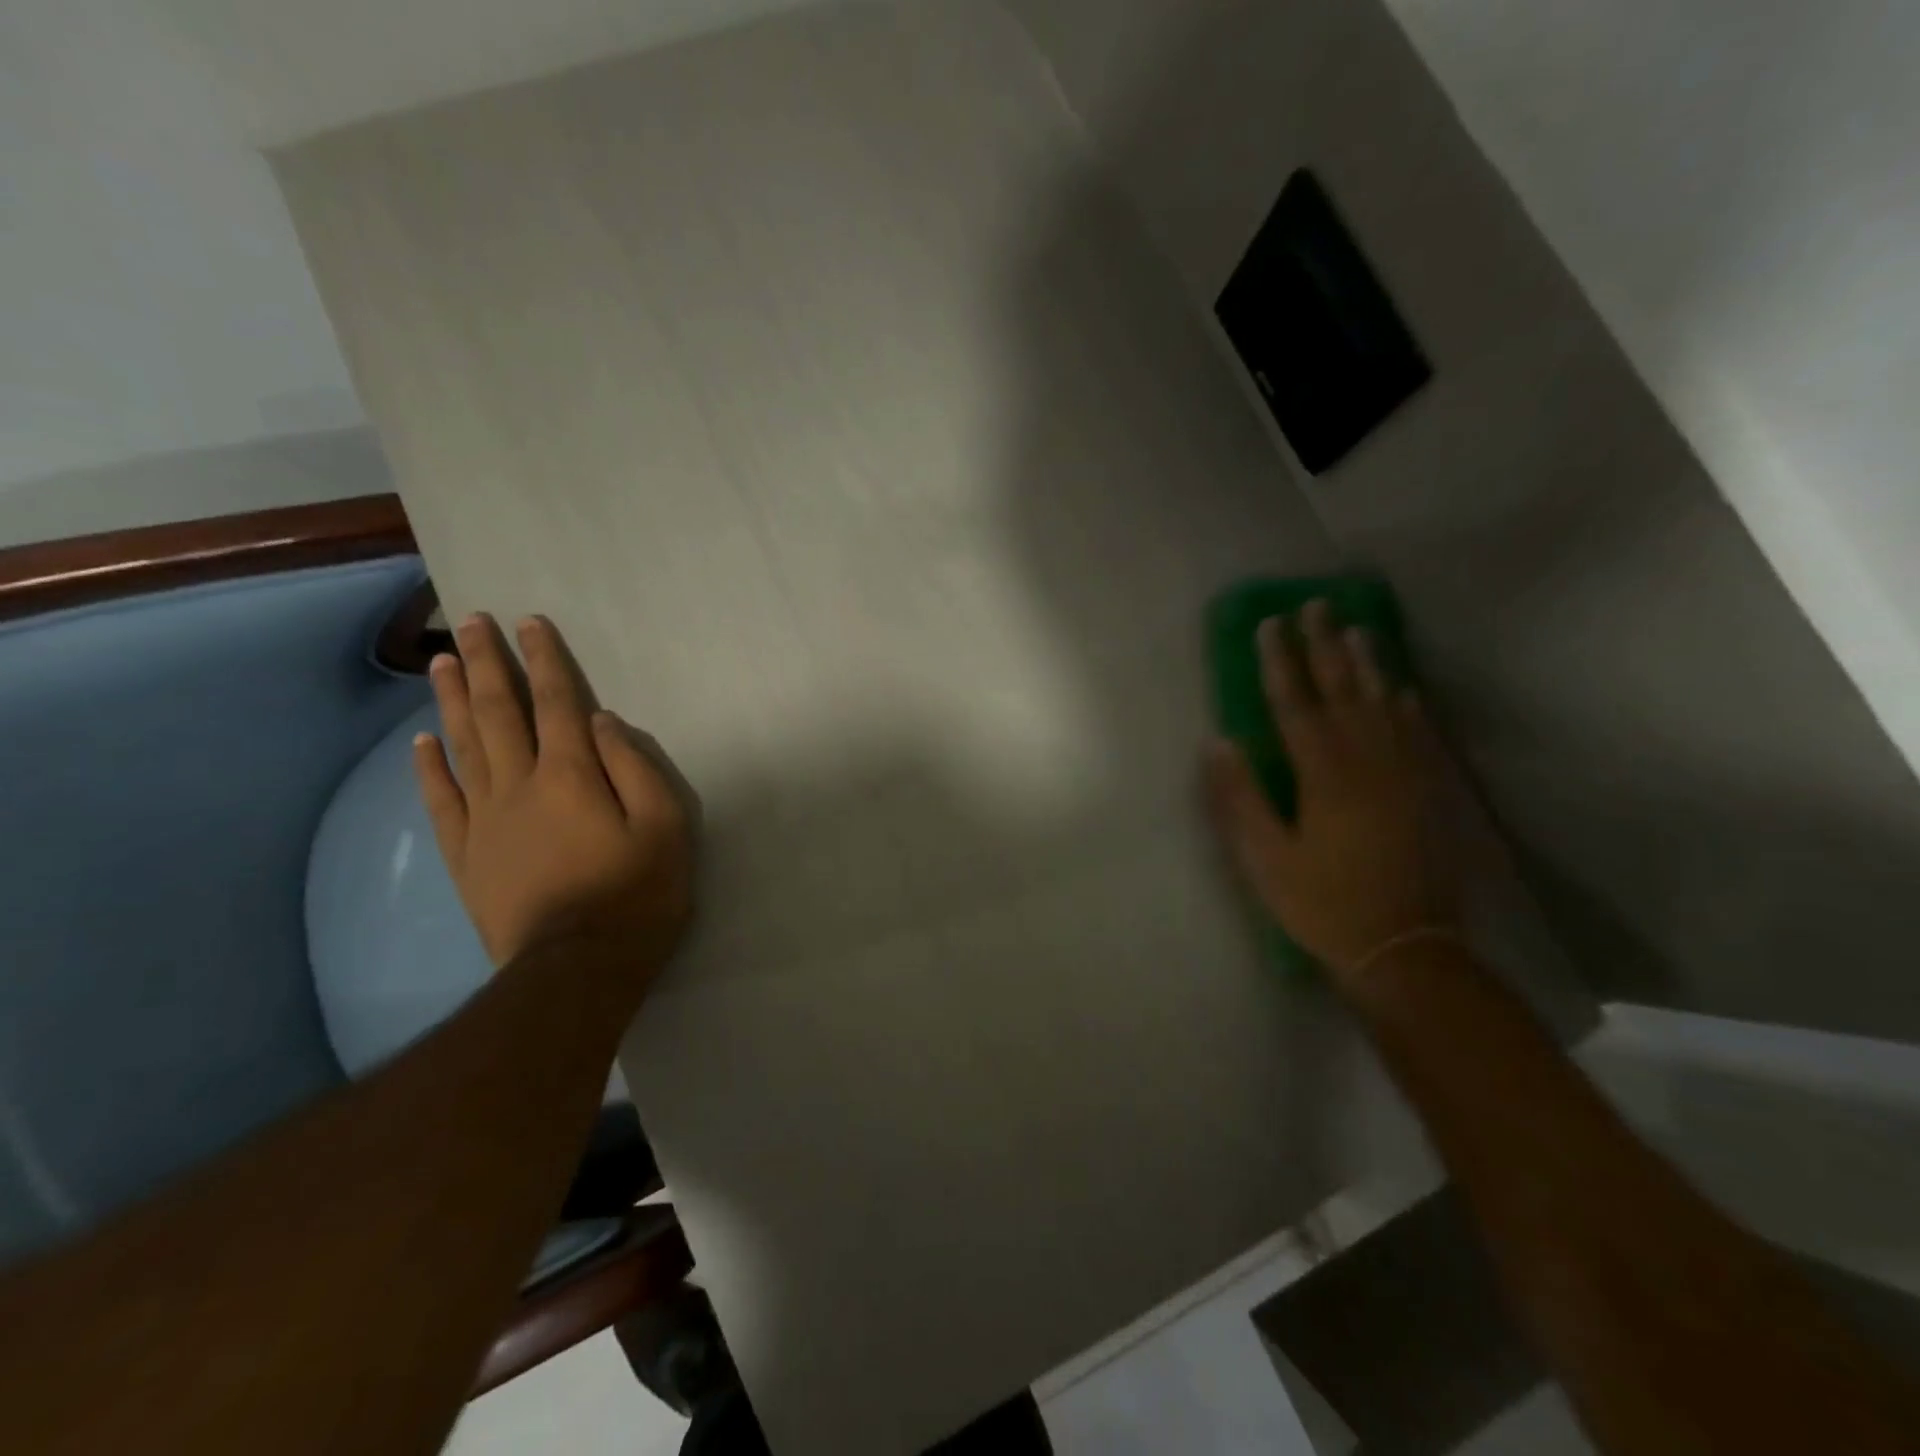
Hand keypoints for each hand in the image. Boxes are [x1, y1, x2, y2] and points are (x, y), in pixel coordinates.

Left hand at [413, 613, 695, 981]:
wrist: (576, 967)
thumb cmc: (636, 893)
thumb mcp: (664, 826)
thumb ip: (635, 768)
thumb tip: (603, 721)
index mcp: (571, 775)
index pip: (557, 703)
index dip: (545, 660)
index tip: (530, 623)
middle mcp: (520, 784)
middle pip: (500, 712)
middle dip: (488, 663)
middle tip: (471, 622)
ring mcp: (485, 819)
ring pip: (463, 745)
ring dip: (452, 699)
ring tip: (442, 660)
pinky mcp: (466, 853)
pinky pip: (441, 800)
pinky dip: (429, 767)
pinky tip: (421, 742)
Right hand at [1204, 599, 1453, 982]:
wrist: (1405, 946)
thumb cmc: (1322, 903)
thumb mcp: (1264, 858)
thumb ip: (1240, 797)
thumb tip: (1218, 742)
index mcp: (1323, 774)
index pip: (1295, 703)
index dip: (1280, 661)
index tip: (1270, 624)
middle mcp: (1368, 760)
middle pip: (1343, 690)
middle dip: (1325, 646)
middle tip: (1316, 605)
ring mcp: (1406, 773)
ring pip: (1385, 703)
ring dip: (1370, 663)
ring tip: (1359, 628)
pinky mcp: (1430, 791)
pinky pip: (1420, 733)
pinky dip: (1409, 705)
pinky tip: (1404, 689)